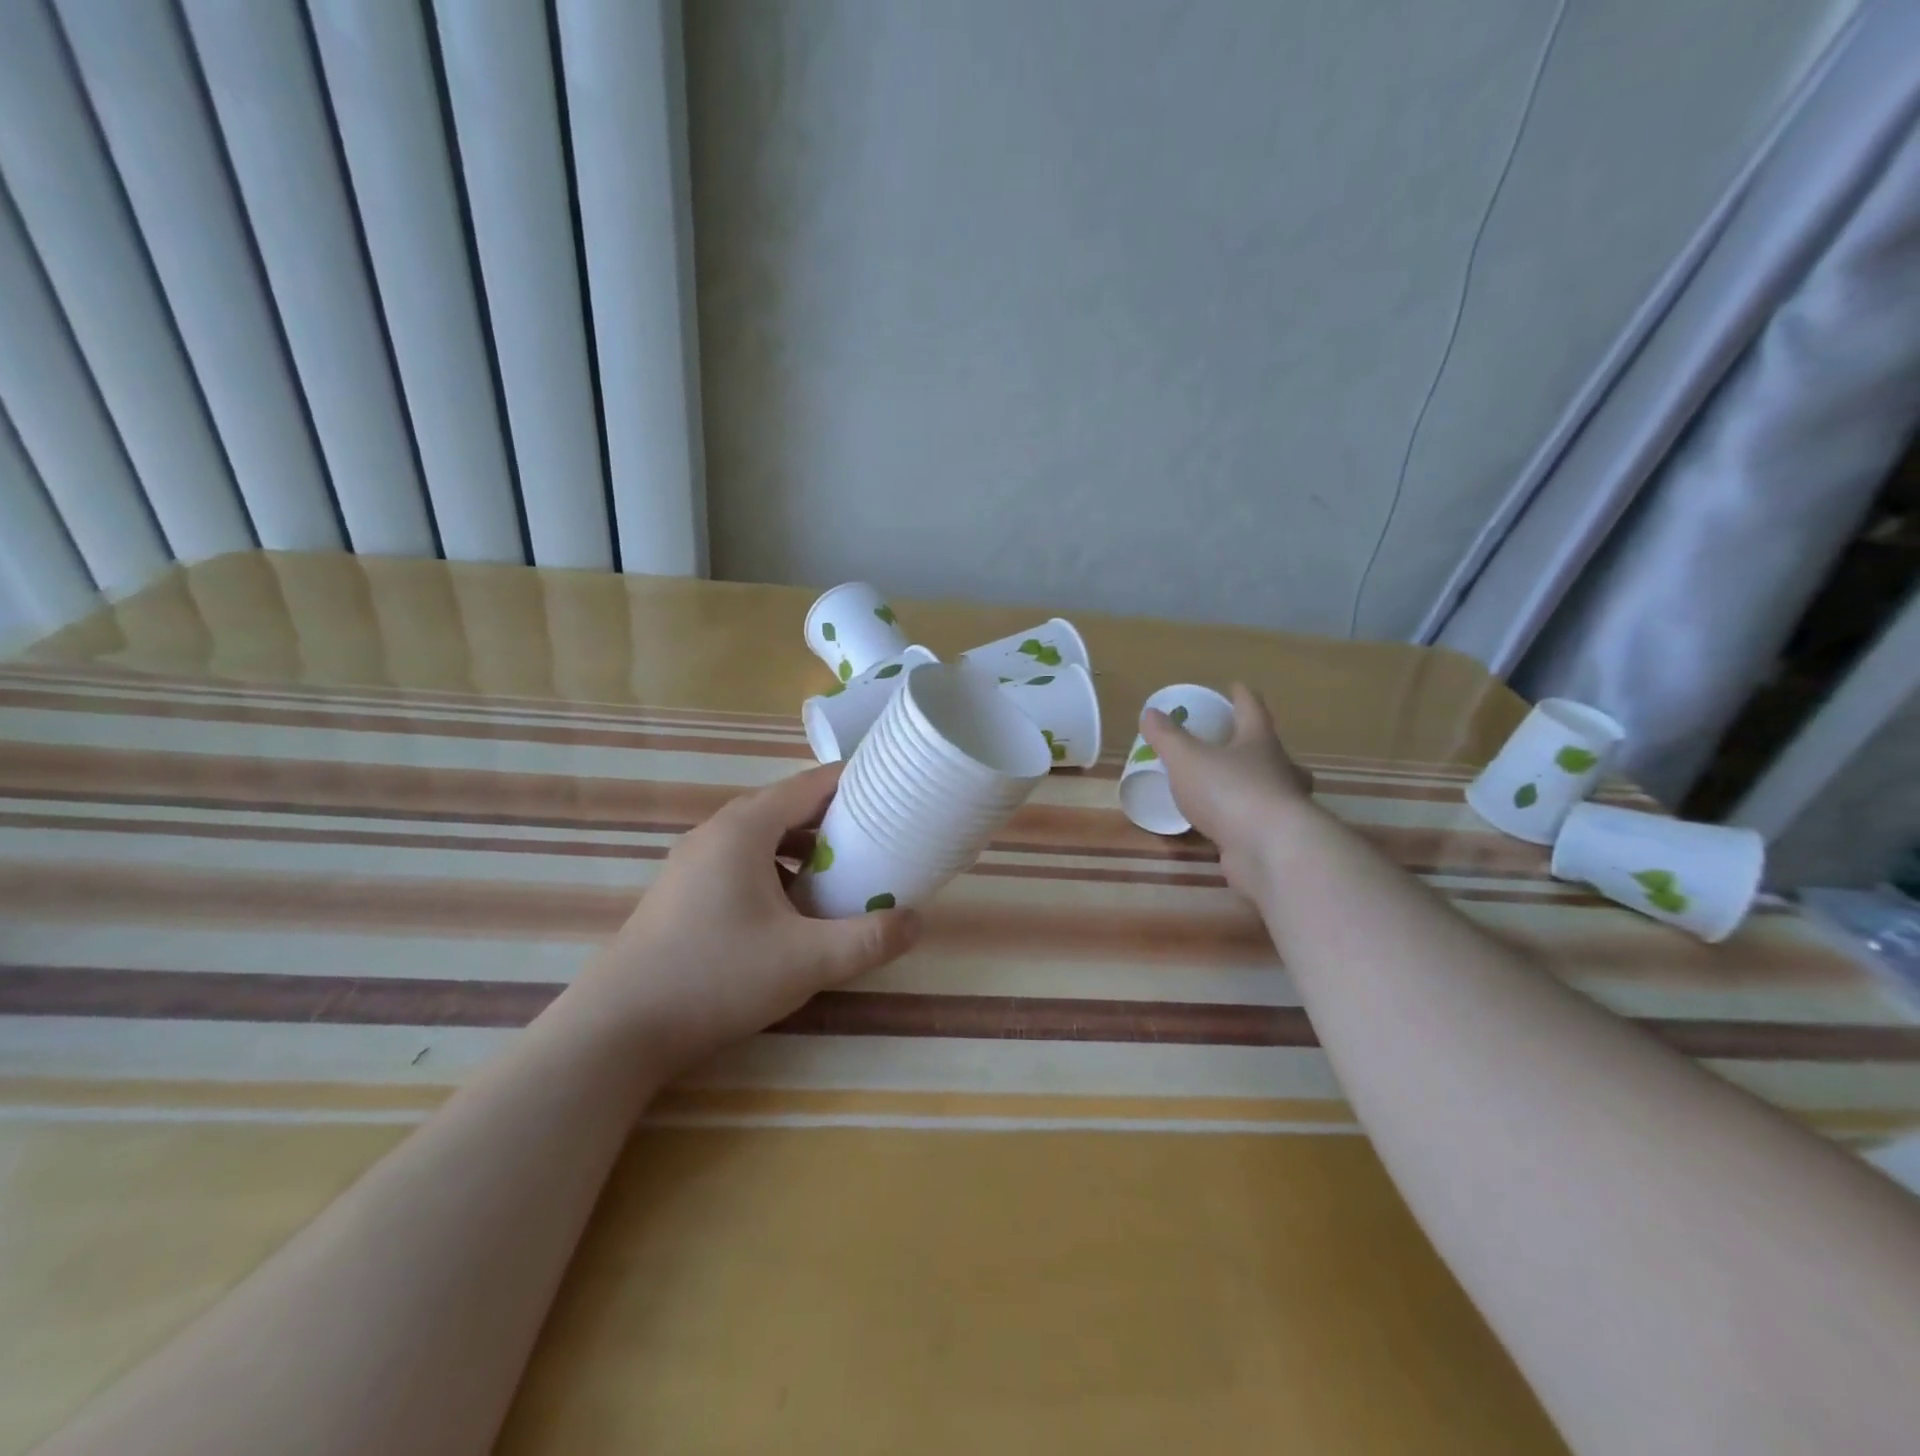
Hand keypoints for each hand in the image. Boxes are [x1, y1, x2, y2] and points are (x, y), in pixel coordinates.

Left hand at [577, 764, 921, 1066]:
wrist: (618, 1029)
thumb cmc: (717, 977)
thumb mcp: (807, 961)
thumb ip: (869, 939)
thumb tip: (918, 921)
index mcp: (745, 828)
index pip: (810, 784)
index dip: (855, 783)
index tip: (894, 792)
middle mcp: (716, 832)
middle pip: (787, 806)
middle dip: (835, 817)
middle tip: (879, 835)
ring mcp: (693, 861)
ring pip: (763, 835)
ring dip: (804, 846)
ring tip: (842, 872)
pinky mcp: (683, 890)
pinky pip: (742, 861)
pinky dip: (777, 869)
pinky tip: (792, 908)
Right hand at [1140, 684, 1315, 894]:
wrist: (1270, 850)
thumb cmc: (1228, 791)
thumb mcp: (1186, 758)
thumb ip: (1166, 737)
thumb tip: (1150, 713)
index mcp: (1258, 742)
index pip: (1252, 710)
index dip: (1242, 696)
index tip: (1236, 686)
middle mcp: (1278, 769)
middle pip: (1272, 750)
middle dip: (1257, 744)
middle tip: (1238, 743)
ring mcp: (1283, 806)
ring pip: (1275, 787)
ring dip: (1258, 783)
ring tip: (1235, 786)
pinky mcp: (1278, 838)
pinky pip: (1261, 821)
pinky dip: (1247, 818)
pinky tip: (1230, 826)